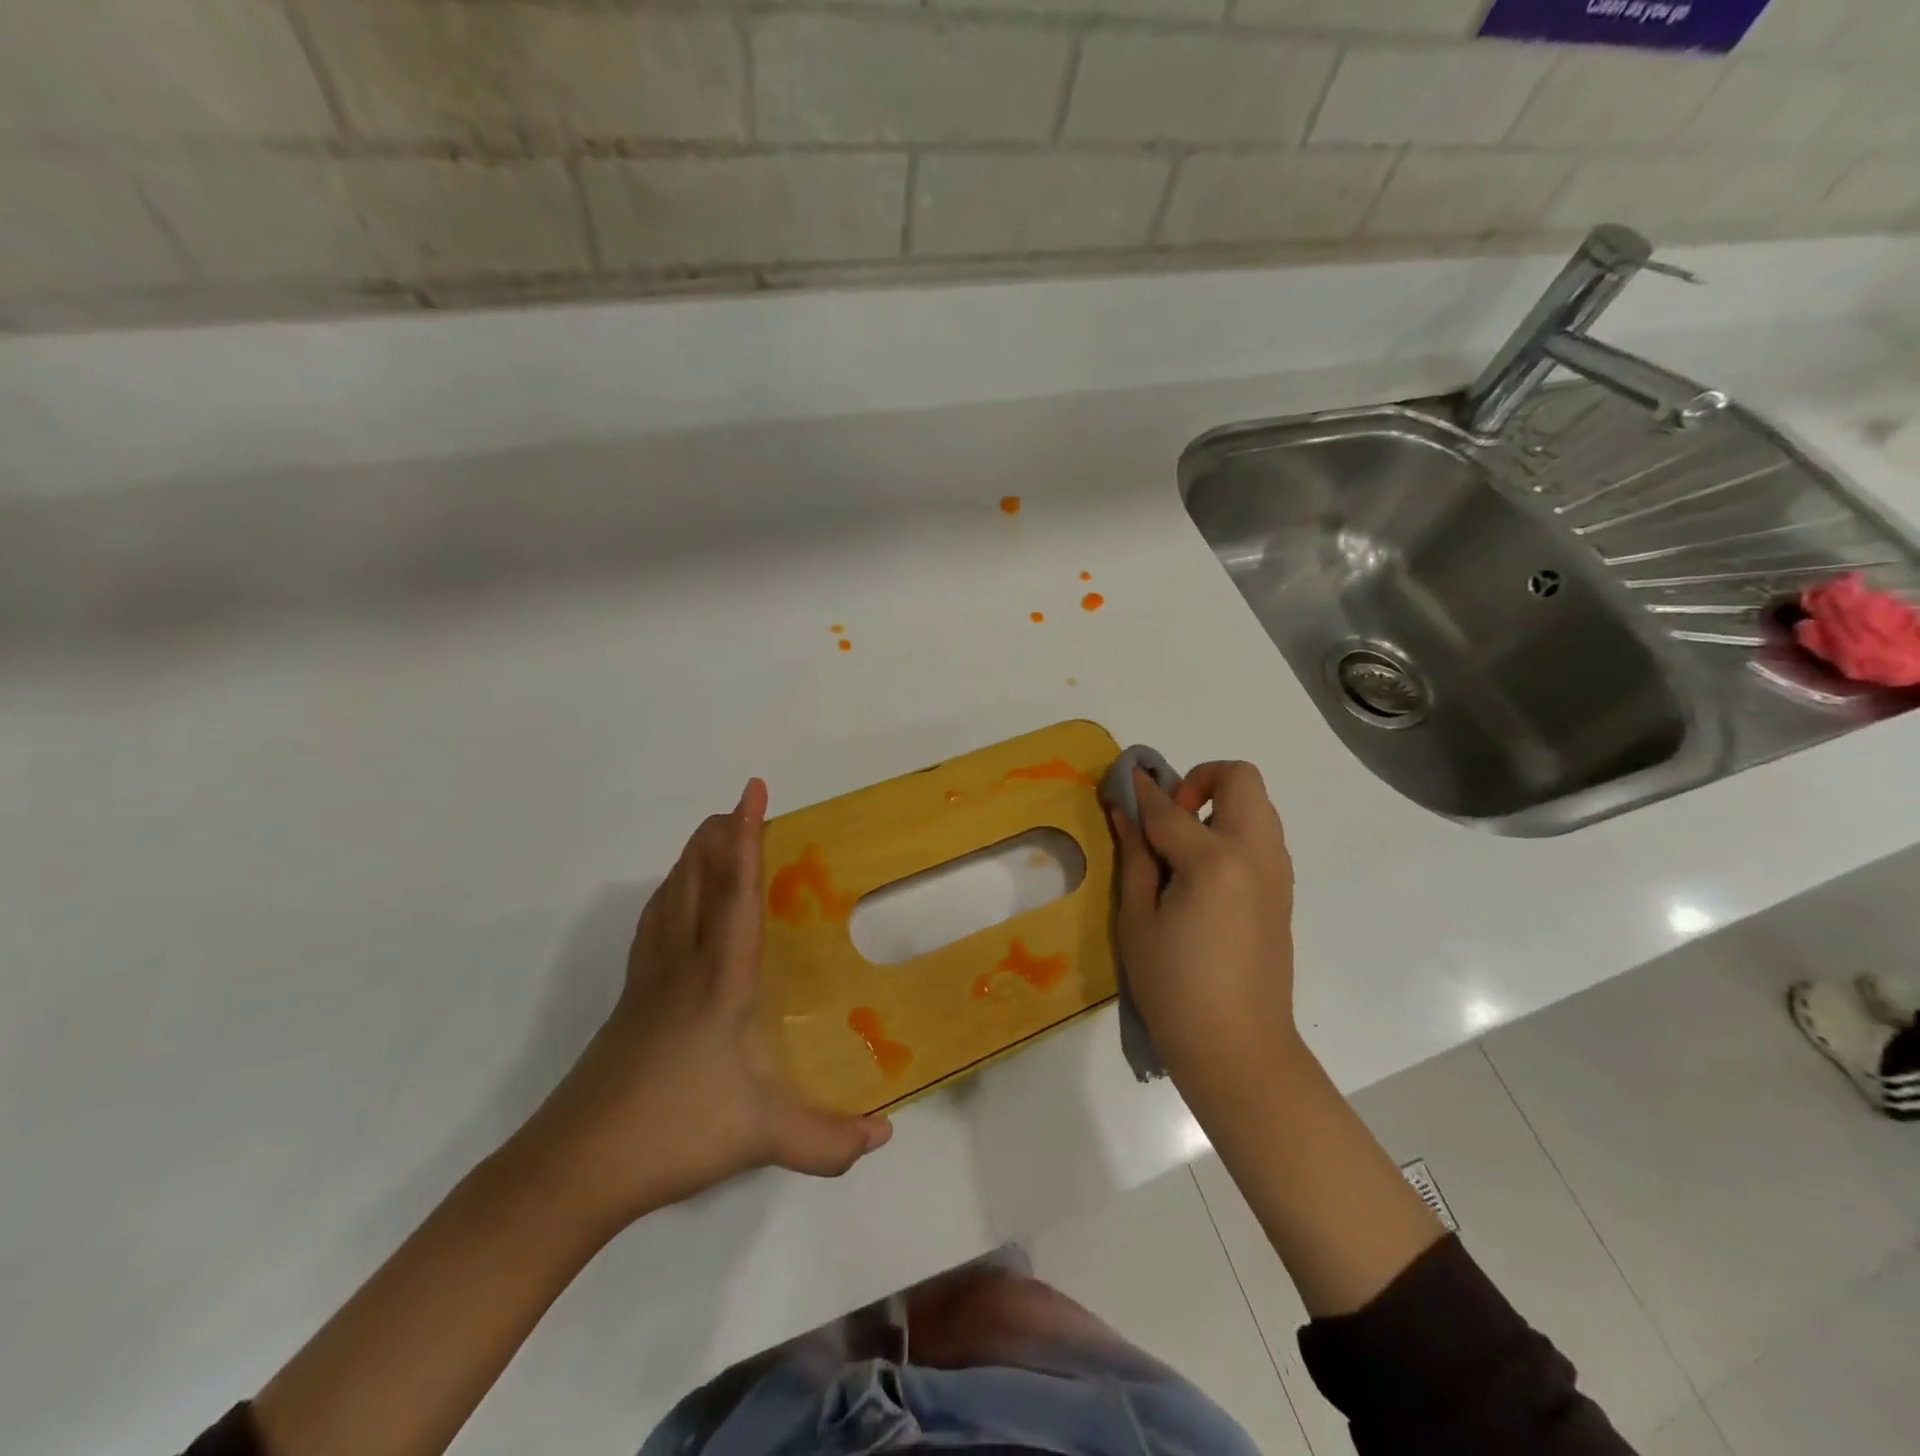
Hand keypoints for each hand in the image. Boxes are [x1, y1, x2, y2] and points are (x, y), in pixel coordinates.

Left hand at [516, 779, 891, 1231]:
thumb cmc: (673, 1134)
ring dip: (692, 859)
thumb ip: (827, 1141)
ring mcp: (649, 981)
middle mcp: (683, 965)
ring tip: (711, 837)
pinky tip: (673, 903)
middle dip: (719, 836)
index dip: (748, 838)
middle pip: (697, 881)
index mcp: (719, 980)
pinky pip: (653, 924)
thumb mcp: (762, 1137)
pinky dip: (669, 895)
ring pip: (670, 898)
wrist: (574, 1167)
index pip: (737, 893)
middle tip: (739, 803)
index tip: (753, 790)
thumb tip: (885, 1137)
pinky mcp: (630, 1001)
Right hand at [1110, 761, 1300, 1104]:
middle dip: (1200, 780)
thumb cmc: (1174, 988)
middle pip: (1240, 779)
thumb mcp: (1137, 920)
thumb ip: (1135, 856)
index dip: (1139, 790)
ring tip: (1183, 849)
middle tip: (1170, 818)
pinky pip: (1261, 837)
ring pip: (1257, 805)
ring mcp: (1276, 872)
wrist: (1238, 1049)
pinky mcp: (1282, 892)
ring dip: (1219, 805)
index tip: (1120, 776)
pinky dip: (1233, 832)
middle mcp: (1256, 854)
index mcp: (1215, 862)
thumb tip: (1125, 810)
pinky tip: (1203, 877)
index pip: (1169, 809)